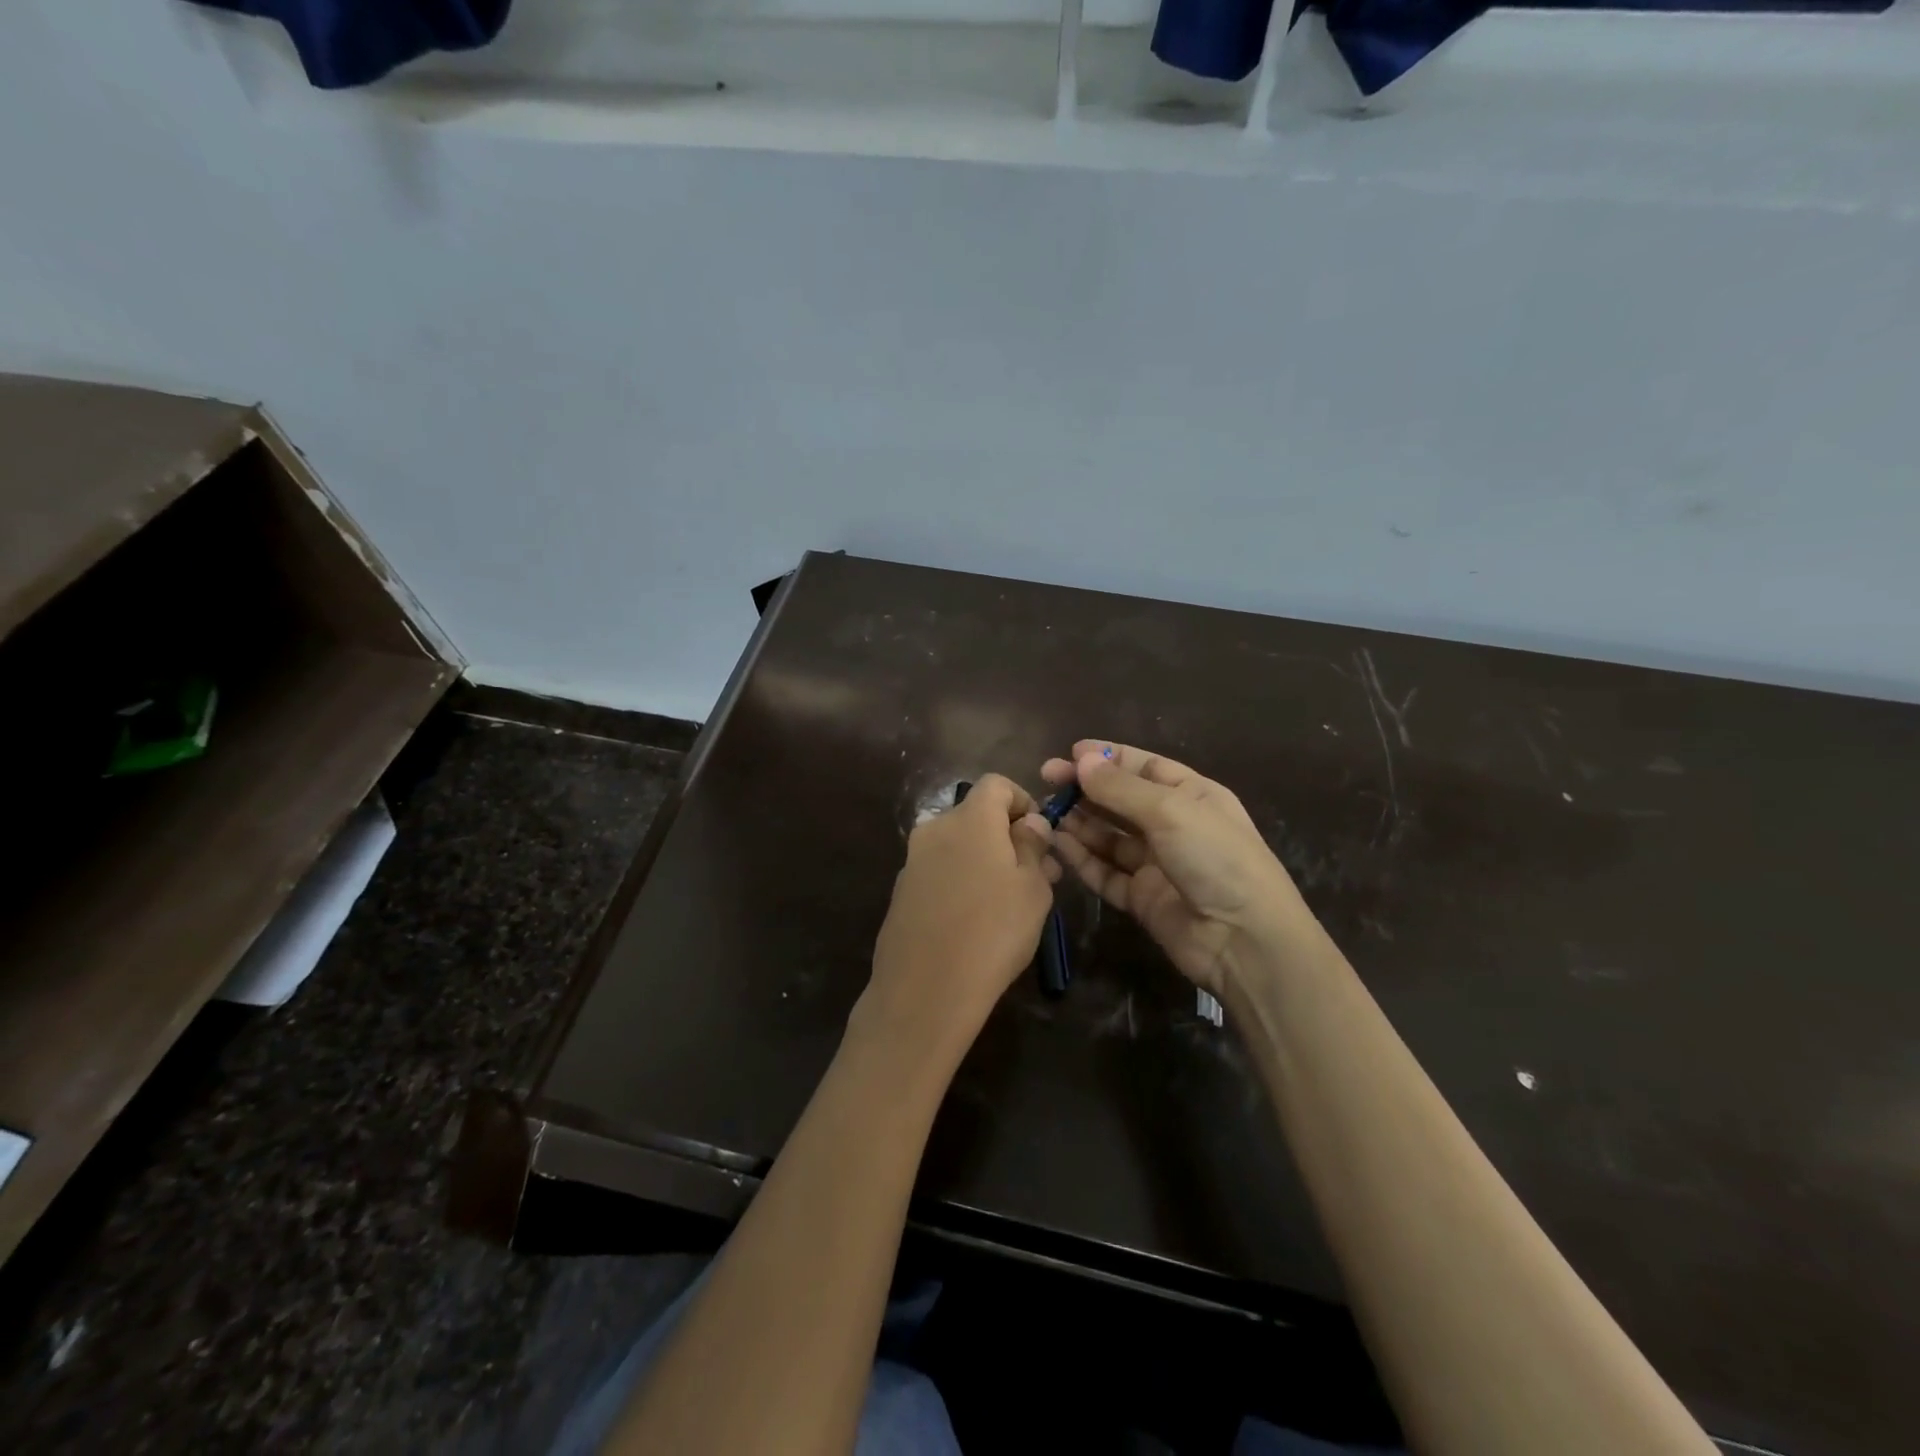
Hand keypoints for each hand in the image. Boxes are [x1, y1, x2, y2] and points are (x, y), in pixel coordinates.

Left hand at [857, 774, 1057, 1066]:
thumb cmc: (993, 931)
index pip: (996, 784)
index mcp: (969, 818)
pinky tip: (976, 920)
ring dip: (986, 860)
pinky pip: (940, 872)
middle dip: (1009, 836)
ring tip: (1013, 900)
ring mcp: (913, 861)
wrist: (925, 989)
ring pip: (958, 846)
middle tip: (1039, 873)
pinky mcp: (902, 892)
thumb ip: (1033, 846)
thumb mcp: (1033, 888)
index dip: (1023, 801)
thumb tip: (1030, 822)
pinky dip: (961, 881)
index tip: (1041, 836)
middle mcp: (935, 829)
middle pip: (976, 816)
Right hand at [1041, 741, 1318, 995]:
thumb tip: (1080, 760)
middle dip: (1086, 788)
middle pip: (1122, 800)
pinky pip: (1105, 872)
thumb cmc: (1216, 858)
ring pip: (1109, 837)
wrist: (1244, 940)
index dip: (1109, 758)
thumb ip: (1120, 789)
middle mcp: (1174, 826)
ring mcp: (1157, 864)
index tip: (1071, 751)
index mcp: (1192, 795)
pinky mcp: (1142, 898)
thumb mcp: (1170, 811)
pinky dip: (1082, 858)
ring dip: (1079, 822)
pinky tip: (1058, 843)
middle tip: (1047, 779)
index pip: (1145, 767)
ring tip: (1046, 811)